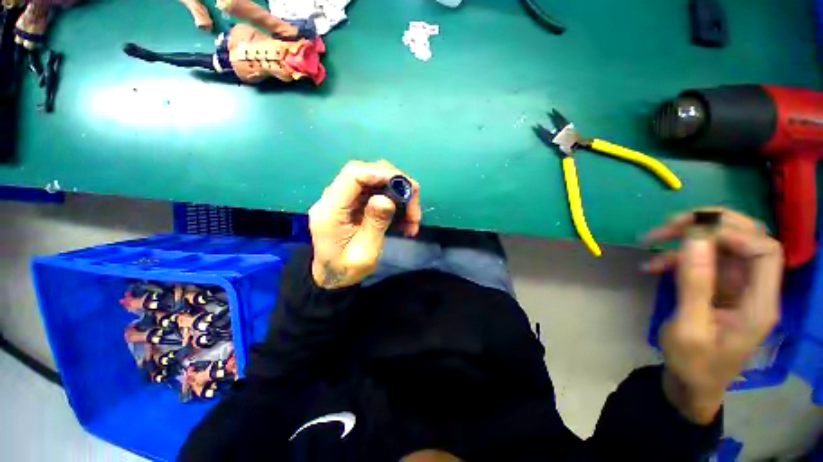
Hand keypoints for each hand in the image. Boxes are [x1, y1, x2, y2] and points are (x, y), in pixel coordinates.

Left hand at [308, 160, 421, 288]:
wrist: (333, 277)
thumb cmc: (346, 270)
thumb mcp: (364, 253)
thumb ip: (374, 224)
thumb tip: (386, 199)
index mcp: (331, 209)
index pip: (353, 175)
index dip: (381, 174)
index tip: (405, 187)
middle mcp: (334, 198)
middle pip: (366, 173)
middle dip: (395, 185)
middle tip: (413, 208)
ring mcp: (344, 199)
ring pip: (375, 181)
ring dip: (398, 195)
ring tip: (412, 219)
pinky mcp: (353, 203)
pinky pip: (376, 193)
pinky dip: (394, 203)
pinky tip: (404, 221)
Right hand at [642, 208, 782, 423]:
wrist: (691, 384)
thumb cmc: (694, 365)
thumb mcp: (689, 329)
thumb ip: (695, 284)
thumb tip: (695, 238)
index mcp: (759, 303)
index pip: (764, 250)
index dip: (733, 233)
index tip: (691, 233)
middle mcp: (753, 288)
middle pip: (747, 238)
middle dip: (709, 225)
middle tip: (670, 223)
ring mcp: (736, 287)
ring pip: (722, 245)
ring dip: (688, 237)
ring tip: (651, 239)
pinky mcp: (718, 288)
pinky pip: (702, 260)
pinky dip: (677, 257)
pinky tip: (652, 265)